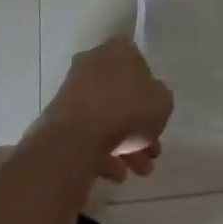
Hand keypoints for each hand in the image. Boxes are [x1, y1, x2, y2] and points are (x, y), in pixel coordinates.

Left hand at [40, 38, 173, 182]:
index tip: (157, 120)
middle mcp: (94, 61)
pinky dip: (102, 151)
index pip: (140, 65)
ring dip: (124, 144)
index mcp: (120, 50)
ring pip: (105, 115)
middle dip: (139, 126)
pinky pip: (87, 130)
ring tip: (137, 171)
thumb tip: (151, 99)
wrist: (76, 135)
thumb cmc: (126, 110)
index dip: (151, 95)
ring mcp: (74, 88)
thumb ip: (161, 99)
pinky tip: (115, 174)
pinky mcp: (60, 113)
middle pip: (122, 94)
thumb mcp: (162, 103)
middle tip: (151, 153)